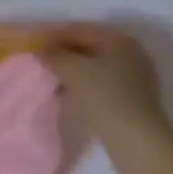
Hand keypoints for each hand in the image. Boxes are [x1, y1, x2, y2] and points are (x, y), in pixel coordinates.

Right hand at [40, 25, 171, 154]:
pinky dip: (84, 89)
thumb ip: (54, 55)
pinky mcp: (133, 102)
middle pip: (89, 48)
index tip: (34, 46)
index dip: (55, 36)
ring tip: (51, 82)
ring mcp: (135, 79)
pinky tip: (68, 97)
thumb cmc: (105, 97)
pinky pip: (101, 87)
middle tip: (41, 64)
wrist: (138, 143)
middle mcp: (131, 54)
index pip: (80, 30)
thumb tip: (42, 50)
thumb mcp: (73, 70)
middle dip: (63, 55)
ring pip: (94, 69)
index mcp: (119, 40)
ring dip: (72, 74)